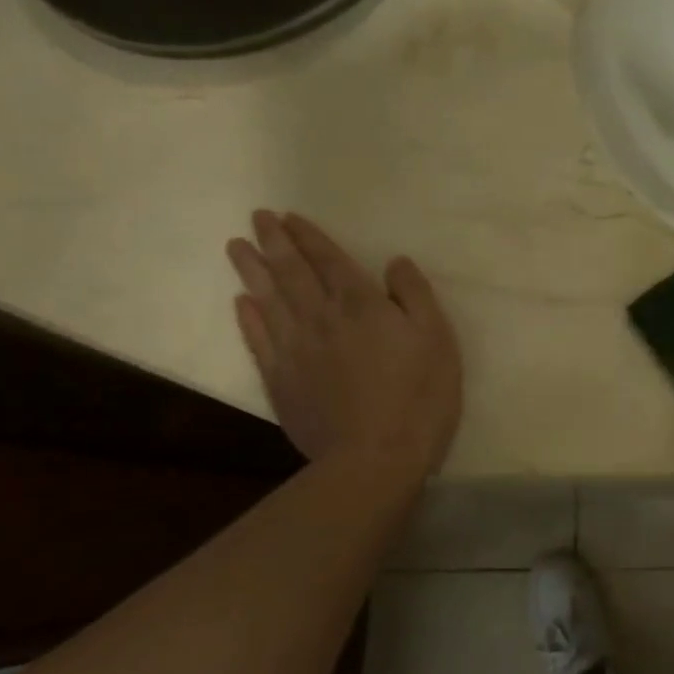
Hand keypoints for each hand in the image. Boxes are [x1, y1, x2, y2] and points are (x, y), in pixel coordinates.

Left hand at [226, 210, 461, 472]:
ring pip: (268, 300)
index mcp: (361, 304)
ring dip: (252, 271)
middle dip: (275, 243)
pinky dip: (248, 318)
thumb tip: (395, 262)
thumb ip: (415, 295)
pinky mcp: (281, 381)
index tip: (289, 216)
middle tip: (257, 218)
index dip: (309, 237)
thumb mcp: (437, 339)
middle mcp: (321, 318)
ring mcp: (295, 350)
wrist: (375, 457)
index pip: (329, 260)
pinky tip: (242, 303)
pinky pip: (258, 340)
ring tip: (236, 247)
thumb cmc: (419, 395)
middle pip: (292, 273)